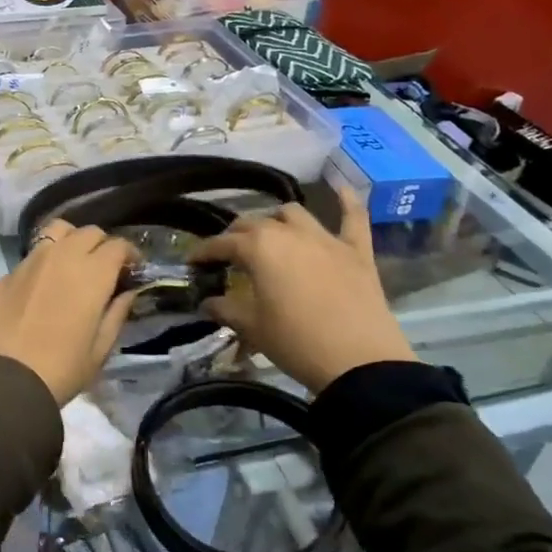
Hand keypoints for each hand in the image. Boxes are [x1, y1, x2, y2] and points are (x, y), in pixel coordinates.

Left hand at [0, 221, 137, 404]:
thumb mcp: (100, 349)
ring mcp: (31, 261)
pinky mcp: (8, 273)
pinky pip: (33, 253)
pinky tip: (44, 284)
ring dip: (72, 241)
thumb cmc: (62, 369)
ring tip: (74, 264)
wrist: (5, 381)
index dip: (129, 254)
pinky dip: (46, 259)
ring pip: (57, 231)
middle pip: (89, 232)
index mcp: (92, 273)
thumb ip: (117, 313)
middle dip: (102, 245)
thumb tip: (127, 292)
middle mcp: (62, 256)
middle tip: (105, 269)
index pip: (118, 245)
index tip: (132, 270)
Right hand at [187, 187, 413, 393]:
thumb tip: (207, 302)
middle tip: (227, 253)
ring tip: (270, 232)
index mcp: (259, 248)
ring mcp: (326, 239)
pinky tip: (341, 188)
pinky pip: (354, 217)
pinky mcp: (357, 251)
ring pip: (294, 214)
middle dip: (236, 234)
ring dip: (277, 219)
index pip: (222, 243)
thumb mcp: (252, 327)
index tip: (192, 262)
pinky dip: (348, 201)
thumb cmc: (296, 342)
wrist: (360, 363)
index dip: (203, 251)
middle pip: (254, 223)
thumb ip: (225, 309)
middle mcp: (289, 233)